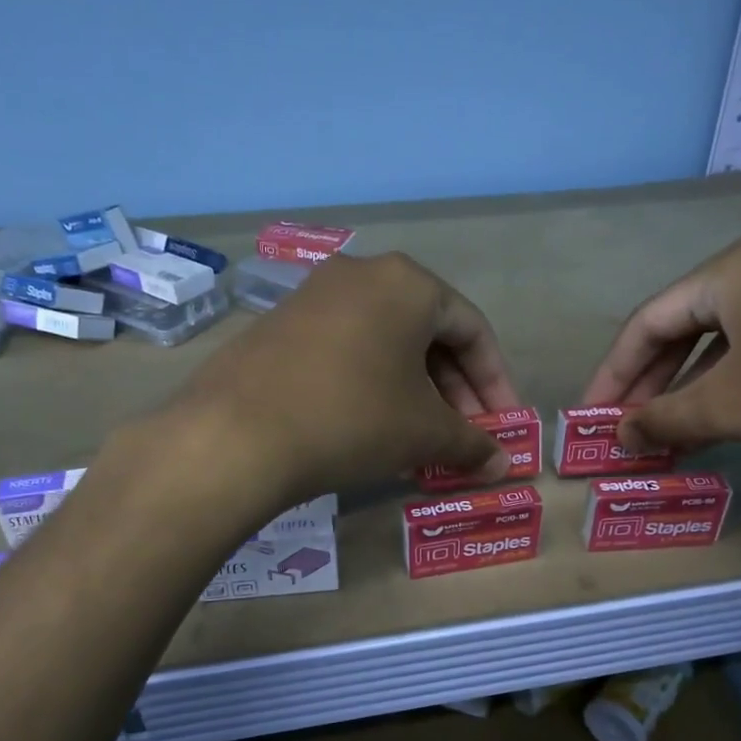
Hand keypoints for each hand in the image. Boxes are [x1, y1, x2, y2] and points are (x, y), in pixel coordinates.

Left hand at [172, 253, 521, 502]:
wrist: (236, 434)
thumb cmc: (352, 418)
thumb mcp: (423, 432)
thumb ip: (471, 444)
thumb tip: (501, 466)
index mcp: (407, 283)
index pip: (472, 329)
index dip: (496, 382)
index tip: (504, 425)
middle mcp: (361, 275)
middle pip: (428, 333)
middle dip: (455, 391)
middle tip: (466, 437)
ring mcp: (314, 297)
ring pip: (386, 344)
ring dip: (415, 392)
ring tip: (423, 440)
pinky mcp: (280, 325)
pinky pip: (346, 351)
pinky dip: (373, 386)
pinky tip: (373, 428)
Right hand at [581, 236, 740, 460]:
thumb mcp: (734, 406)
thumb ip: (666, 418)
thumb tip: (620, 436)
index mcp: (733, 270)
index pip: (648, 321)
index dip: (613, 373)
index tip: (593, 416)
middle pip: (685, 325)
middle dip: (652, 382)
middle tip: (630, 429)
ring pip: (727, 339)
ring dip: (693, 387)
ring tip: (672, 432)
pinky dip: (736, 382)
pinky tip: (730, 417)